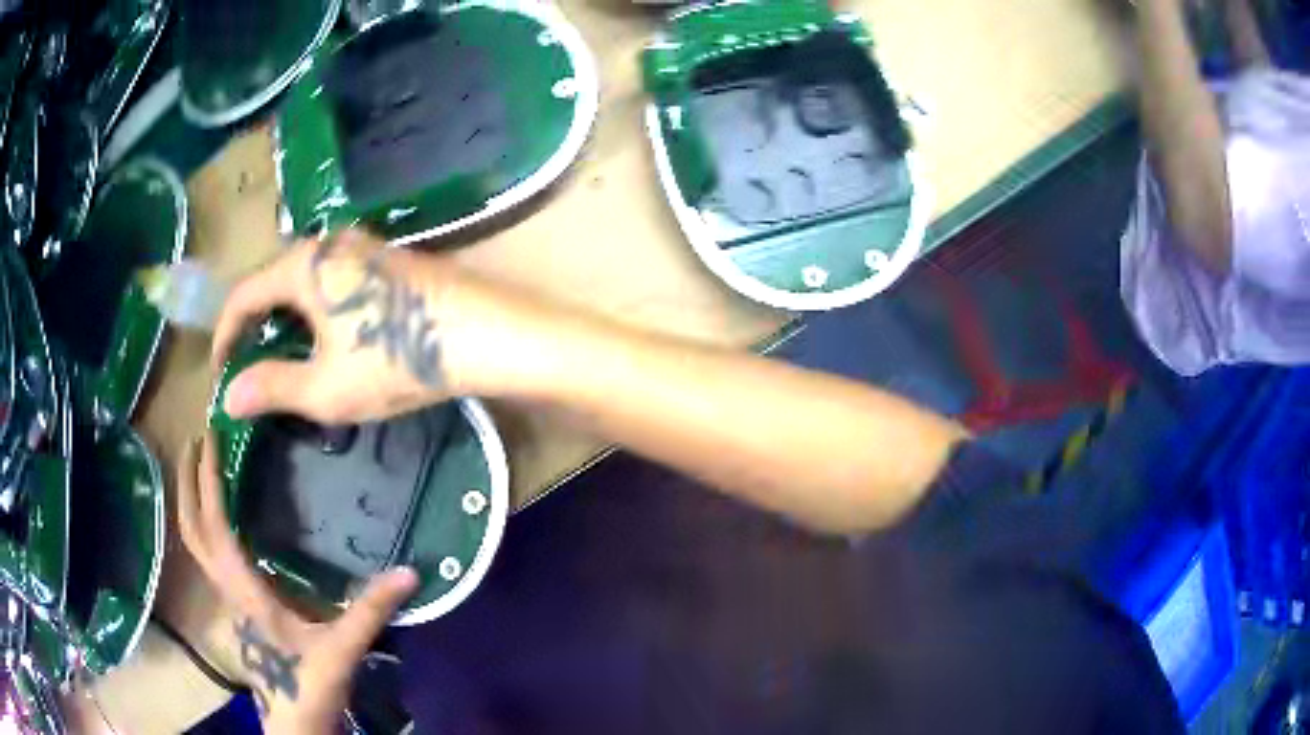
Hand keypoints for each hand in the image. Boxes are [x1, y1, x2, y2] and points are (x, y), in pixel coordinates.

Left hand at [176, 435, 418, 732]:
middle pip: (192, 530)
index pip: (216, 527)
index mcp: (246, 591)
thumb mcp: (344, 647)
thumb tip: (411, 571)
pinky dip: (206, 524)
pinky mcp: (238, 604)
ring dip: (192, 502)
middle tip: (194, 439)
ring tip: (200, 467)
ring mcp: (229, 597)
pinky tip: (223, 516)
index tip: (210, 438)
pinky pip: (211, 554)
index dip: (208, 482)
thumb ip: (372, 610)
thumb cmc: (311, 684)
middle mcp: (228, 588)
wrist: (296, 720)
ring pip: (197, 543)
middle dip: (187, 484)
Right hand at [212, 228, 458, 423]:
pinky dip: (315, 311)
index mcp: (303, 265)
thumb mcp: (326, 387)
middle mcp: (328, 242)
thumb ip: (272, 387)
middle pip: (272, 282)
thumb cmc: (399, 359)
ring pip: (304, 281)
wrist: (487, 334)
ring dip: (285, 319)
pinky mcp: (386, 259)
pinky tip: (324, 340)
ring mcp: (362, 246)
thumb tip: (228, 396)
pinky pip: (332, 281)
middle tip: (248, 368)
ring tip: (282, 360)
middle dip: (254, 326)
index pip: (243, 295)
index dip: (224, 335)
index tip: (220, 372)